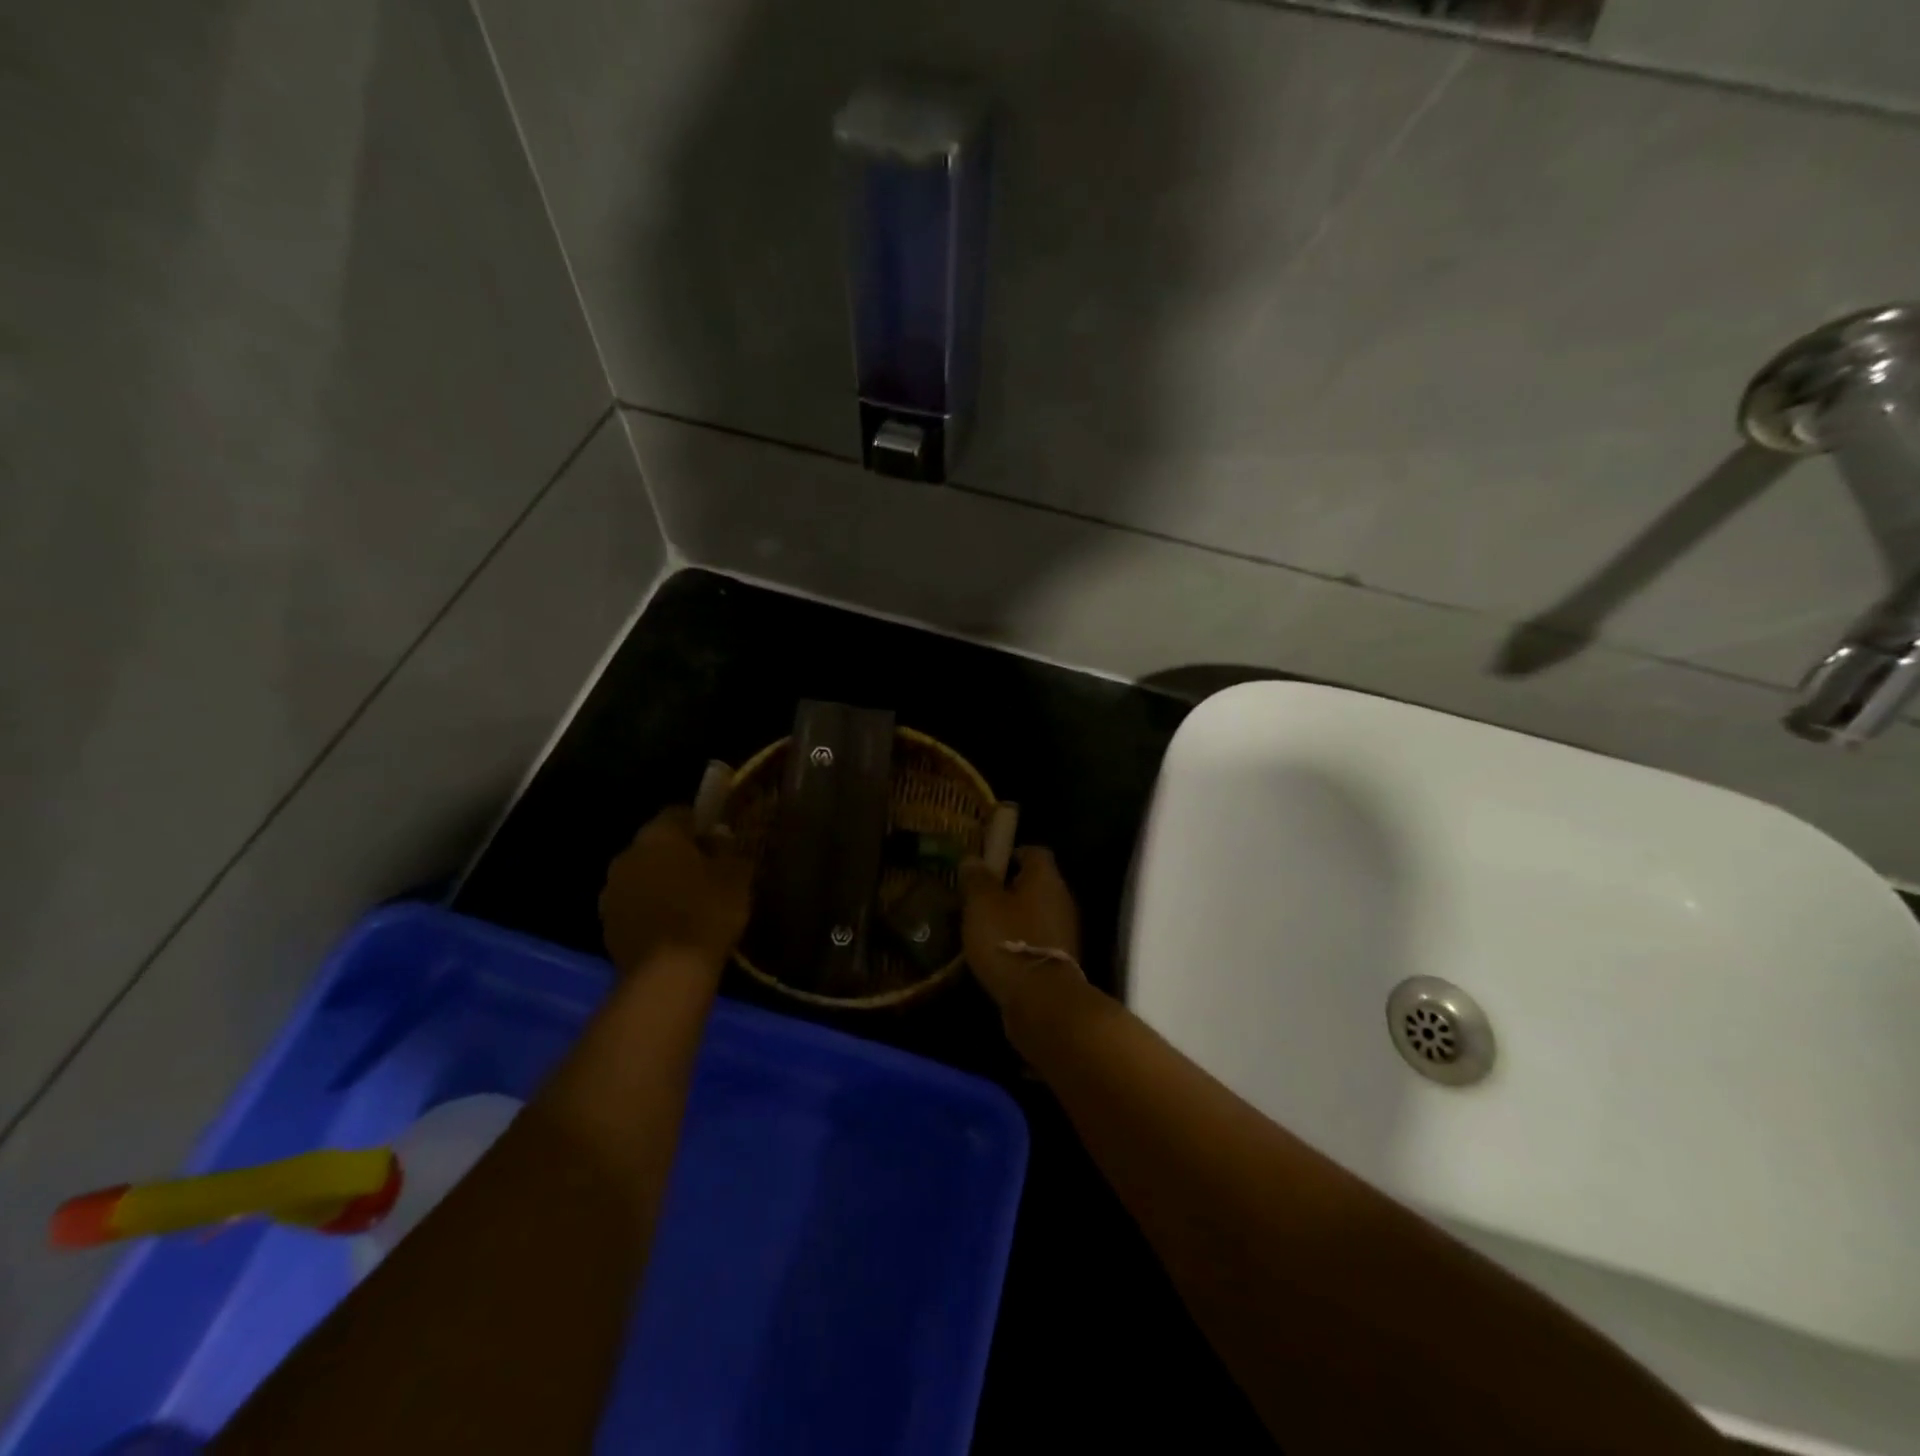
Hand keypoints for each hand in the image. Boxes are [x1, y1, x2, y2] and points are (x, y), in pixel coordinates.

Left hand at [600, 807, 752, 973]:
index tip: (720, 841)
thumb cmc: (707, 913)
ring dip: (660, 881)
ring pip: (642, 874)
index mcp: (658, 835)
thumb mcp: (736, 875)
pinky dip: (649, 908)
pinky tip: (671, 926)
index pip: (679, 813)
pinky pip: (633, 904)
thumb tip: (720, 838)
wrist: (667, 974)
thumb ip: (729, 849)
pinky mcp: (606, 923)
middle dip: (678, 853)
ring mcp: (611, 890)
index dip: (701, 824)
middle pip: (656, 844)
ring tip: (689, 902)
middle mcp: (627, 855)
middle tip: (707, 872)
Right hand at [958, 846, 1083, 1012]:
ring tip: (981, 926)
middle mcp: (1061, 899)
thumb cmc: (1009, 941)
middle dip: (1007, 887)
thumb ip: (977, 879)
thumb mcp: (982, 904)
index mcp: (1046, 878)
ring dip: (1012, 917)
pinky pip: (1035, 939)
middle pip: (1035, 883)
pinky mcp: (1059, 959)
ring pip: (1034, 912)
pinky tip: (994, 953)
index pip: (1034, 851)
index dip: (1010, 853)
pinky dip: (1018, 941)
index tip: (986, 864)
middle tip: (977, 897)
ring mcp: (1064, 931)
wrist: (1042, 1002)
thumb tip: (972, 858)